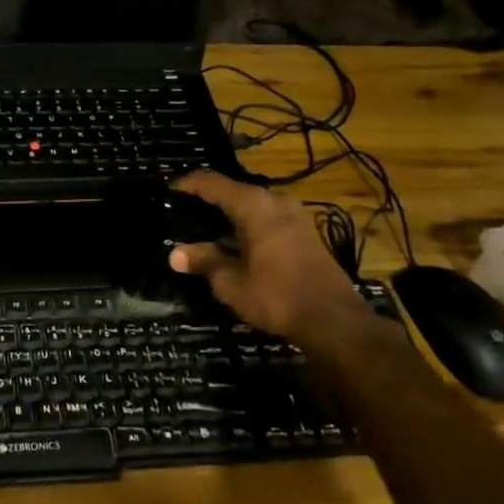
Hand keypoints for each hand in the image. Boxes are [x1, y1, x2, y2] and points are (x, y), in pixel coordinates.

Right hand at [167, 172, 373, 348]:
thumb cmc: (276, 296)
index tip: (169, 190)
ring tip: (206, 228)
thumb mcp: (231, 282)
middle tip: (184, 212)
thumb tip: (175, 254)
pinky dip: (248, 225)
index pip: (213, 183)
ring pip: (253, 206)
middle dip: (208, 200)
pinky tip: (236, 243)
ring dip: (230, 214)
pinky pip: (267, 218)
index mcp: (253, 205)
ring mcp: (294, 216)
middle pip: (234, 191)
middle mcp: (275, 202)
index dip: (189, 184)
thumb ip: (204, 262)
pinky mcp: (305, 233)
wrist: (334, 321)